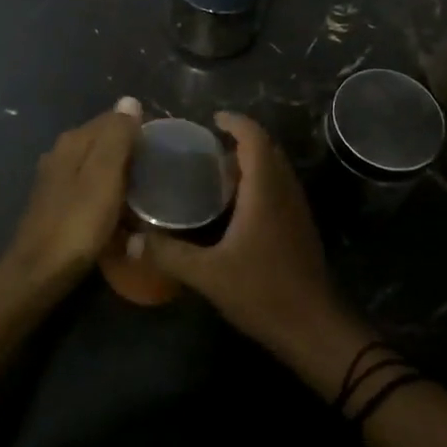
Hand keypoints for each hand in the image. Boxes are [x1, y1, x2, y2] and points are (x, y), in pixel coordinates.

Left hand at [5, 97, 141, 291]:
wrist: (39, 272)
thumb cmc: (78, 222)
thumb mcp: (105, 175)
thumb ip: (117, 136)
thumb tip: (129, 100)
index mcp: (73, 141)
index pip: (113, 119)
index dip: (139, 129)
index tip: (163, 148)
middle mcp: (61, 152)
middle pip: (104, 141)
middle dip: (130, 151)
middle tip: (159, 172)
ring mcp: (55, 179)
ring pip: (96, 164)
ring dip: (119, 173)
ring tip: (145, 191)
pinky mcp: (56, 203)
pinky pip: (89, 186)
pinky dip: (107, 191)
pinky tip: (119, 208)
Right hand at [137, 112, 347, 357]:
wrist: (314, 328)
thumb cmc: (263, 292)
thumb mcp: (208, 274)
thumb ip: (169, 254)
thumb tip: (131, 239)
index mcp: (265, 190)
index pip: (254, 138)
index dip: (236, 122)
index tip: (212, 118)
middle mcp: (285, 191)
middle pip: (267, 149)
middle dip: (241, 139)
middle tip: (208, 146)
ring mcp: (297, 209)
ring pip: (276, 169)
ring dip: (252, 161)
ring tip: (218, 171)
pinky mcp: (300, 227)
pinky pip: (279, 188)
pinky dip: (260, 181)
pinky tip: (237, 206)